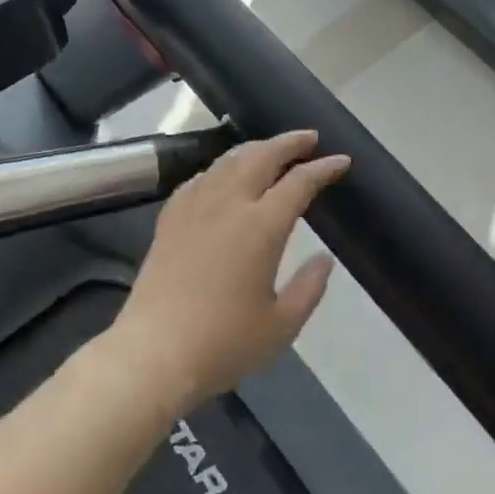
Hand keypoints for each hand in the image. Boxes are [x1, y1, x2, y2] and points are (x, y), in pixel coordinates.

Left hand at [110, 130, 346, 412]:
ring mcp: (195, 207)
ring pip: (229, 160)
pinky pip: (201, 177)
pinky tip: (224, 174)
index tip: (341, 160)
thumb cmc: (223, 344)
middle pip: (263, 156)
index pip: (300, 182)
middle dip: (289, 142)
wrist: (153, 355)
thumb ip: (309, 288)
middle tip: (309, 138)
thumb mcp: (282, 326)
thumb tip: (324, 259)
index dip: (323, 168)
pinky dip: (222, 167)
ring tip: (272, 149)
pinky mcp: (170, 218)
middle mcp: (229, 204)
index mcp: (262, 226)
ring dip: (256, 148)